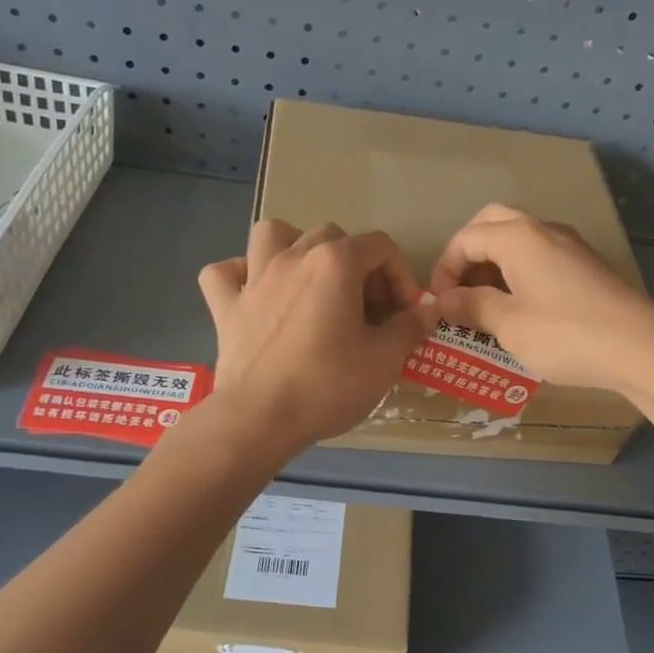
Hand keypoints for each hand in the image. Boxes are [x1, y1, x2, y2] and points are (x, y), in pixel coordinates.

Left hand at [197, 220, 436, 456]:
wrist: (260, 418)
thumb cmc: (328, 385)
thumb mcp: (385, 360)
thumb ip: (410, 327)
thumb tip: (427, 310)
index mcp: (335, 263)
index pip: (380, 246)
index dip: (400, 275)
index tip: (405, 312)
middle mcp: (293, 257)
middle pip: (333, 237)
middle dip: (358, 265)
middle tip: (367, 307)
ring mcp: (254, 278)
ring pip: (273, 234)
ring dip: (296, 247)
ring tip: (310, 280)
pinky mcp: (225, 306)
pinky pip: (225, 273)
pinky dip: (241, 276)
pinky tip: (256, 293)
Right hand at [429, 204, 653, 394]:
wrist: (640, 347)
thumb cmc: (565, 334)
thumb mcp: (508, 325)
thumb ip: (470, 307)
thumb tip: (442, 300)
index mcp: (518, 237)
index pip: (466, 238)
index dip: (444, 270)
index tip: (439, 305)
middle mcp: (543, 229)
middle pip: (492, 225)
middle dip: (468, 256)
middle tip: (460, 293)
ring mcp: (569, 245)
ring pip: (519, 240)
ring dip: (494, 265)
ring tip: (487, 307)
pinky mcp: (587, 265)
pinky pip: (541, 257)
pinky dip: (520, 274)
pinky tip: (522, 310)